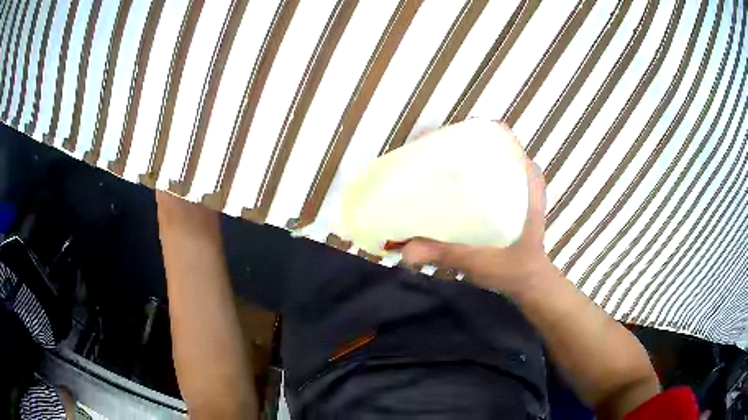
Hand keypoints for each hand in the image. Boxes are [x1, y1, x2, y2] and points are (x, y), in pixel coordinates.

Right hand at [400, 125, 555, 298]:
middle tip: (425, 153)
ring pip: (484, 160)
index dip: (471, 129)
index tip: (442, 136)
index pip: (502, 137)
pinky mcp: (505, 199)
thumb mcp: (482, 261)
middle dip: (455, 144)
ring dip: (458, 158)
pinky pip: (483, 177)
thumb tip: (405, 251)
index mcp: (526, 180)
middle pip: (487, 145)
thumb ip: (447, 255)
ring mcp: (514, 187)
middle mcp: (520, 177)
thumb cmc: (516, 269)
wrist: (529, 284)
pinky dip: (463, 176)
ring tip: (428, 165)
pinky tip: (443, 187)